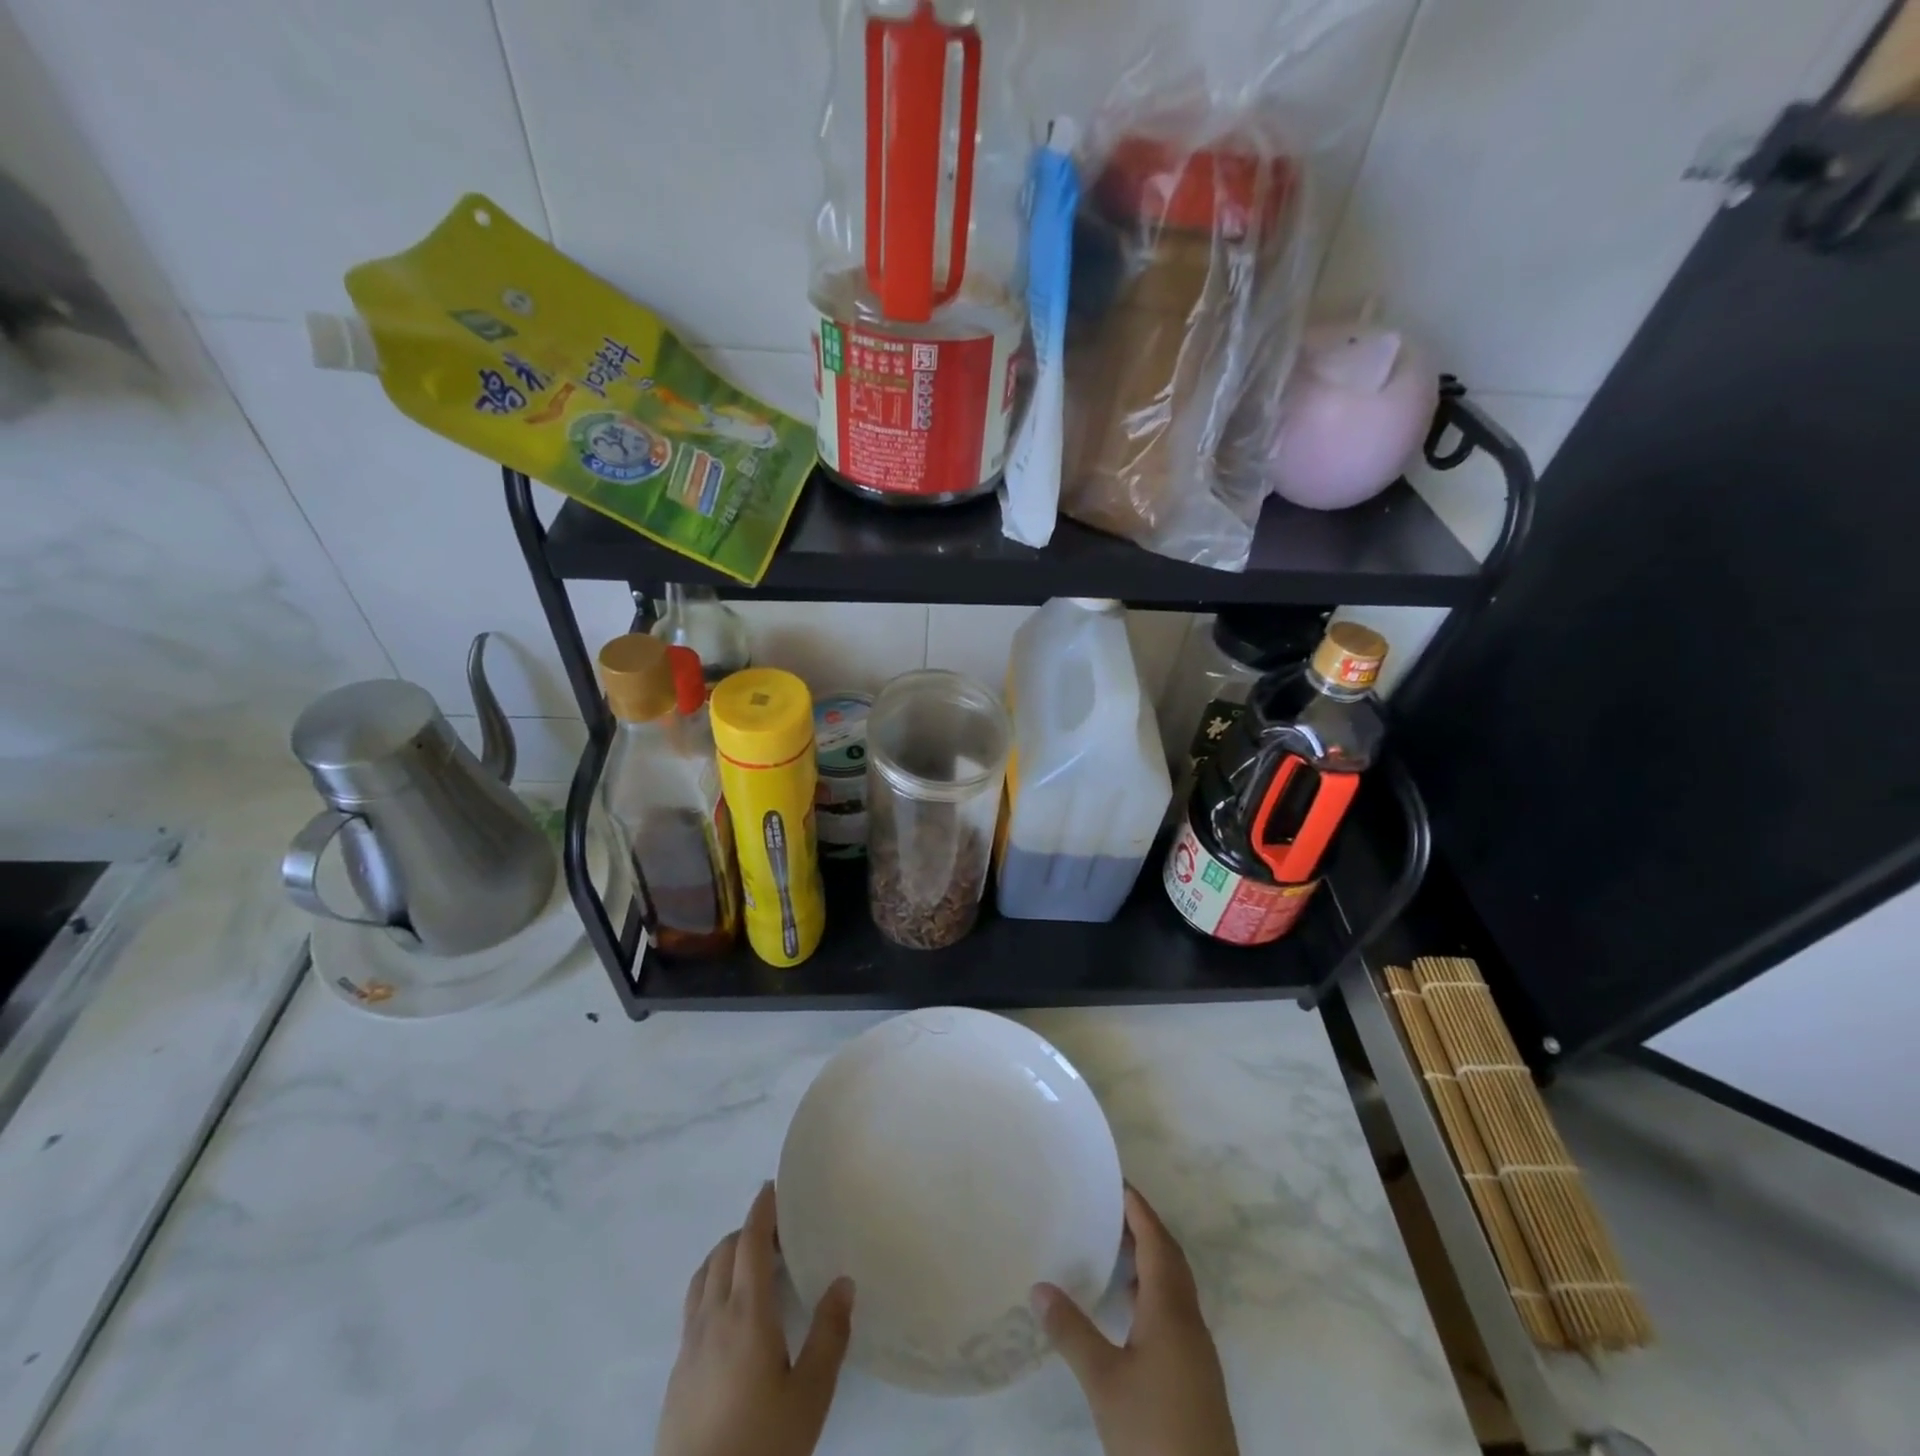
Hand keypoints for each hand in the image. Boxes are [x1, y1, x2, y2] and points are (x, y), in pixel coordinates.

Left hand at [656, 1182, 854, 1455]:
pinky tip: (732, 1312)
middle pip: (724, 1252)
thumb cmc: (761, 1445)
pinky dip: (714, 1284)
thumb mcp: (809, 1396)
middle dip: (749, 1230)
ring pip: (704, 1276)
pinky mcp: (677, 1372)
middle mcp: (712, 1317)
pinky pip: (694, 1305)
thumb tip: (844, 1281)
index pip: (749, 1242)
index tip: (774, 1187)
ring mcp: (689, 1344)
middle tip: (781, 1233)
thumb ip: (829, 1335)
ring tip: (755, 1264)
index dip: (761, 1210)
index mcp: (745, 1314)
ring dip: (727, 1254)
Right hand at [1033, 1186, 1237, 1455]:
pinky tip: (1129, 1308)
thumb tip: (1038, 1286)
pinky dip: (1153, 1291)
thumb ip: (1072, 1332)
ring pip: (1174, 1286)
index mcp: (1171, 1309)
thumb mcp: (1104, 1381)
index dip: (1138, 1209)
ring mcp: (1196, 1350)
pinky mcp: (1196, 1374)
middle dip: (1144, 1227)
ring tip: (1113, 1248)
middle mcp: (1189, 1320)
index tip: (1116, 1181)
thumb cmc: (1154, 1429)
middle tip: (1110, 1206)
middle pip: (1170, 1258)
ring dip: (1149, 1260)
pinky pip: (1175, 1310)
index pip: (1156, 1241)